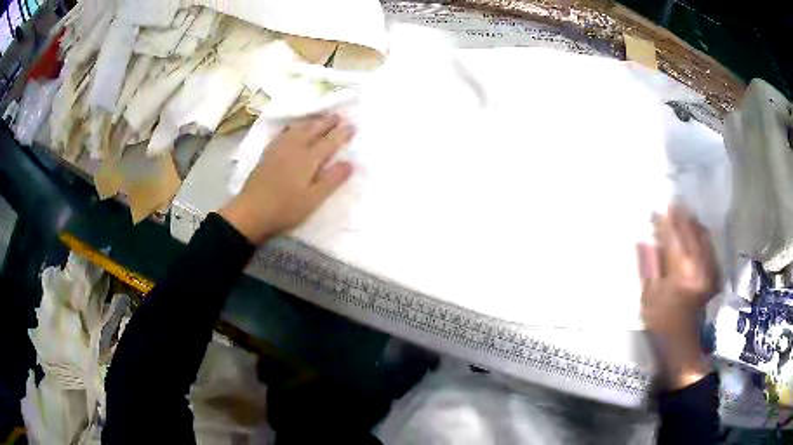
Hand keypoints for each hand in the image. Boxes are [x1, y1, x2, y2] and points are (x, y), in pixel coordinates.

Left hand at [219, 114, 353, 243]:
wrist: (251, 212)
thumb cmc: (285, 209)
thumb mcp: (313, 199)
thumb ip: (332, 180)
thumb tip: (350, 163)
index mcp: (308, 159)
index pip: (329, 142)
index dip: (342, 134)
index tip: (353, 126)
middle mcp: (294, 148)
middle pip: (313, 130)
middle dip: (327, 122)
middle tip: (338, 116)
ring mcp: (279, 149)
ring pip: (298, 129)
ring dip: (311, 122)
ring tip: (319, 119)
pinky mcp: (267, 154)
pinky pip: (283, 133)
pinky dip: (293, 127)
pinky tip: (291, 129)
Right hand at [637, 205, 718, 388]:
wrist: (688, 351)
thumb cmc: (664, 328)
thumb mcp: (649, 302)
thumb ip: (648, 268)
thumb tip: (643, 240)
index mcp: (679, 267)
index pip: (671, 234)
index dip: (663, 219)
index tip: (655, 208)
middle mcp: (697, 262)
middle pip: (689, 230)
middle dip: (680, 215)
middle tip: (673, 202)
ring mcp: (709, 268)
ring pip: (703, 236)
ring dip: (694, 222)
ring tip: (687, 213)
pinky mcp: (715, 276)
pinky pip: (711, 248)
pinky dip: (704, 236)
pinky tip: (701, 233)